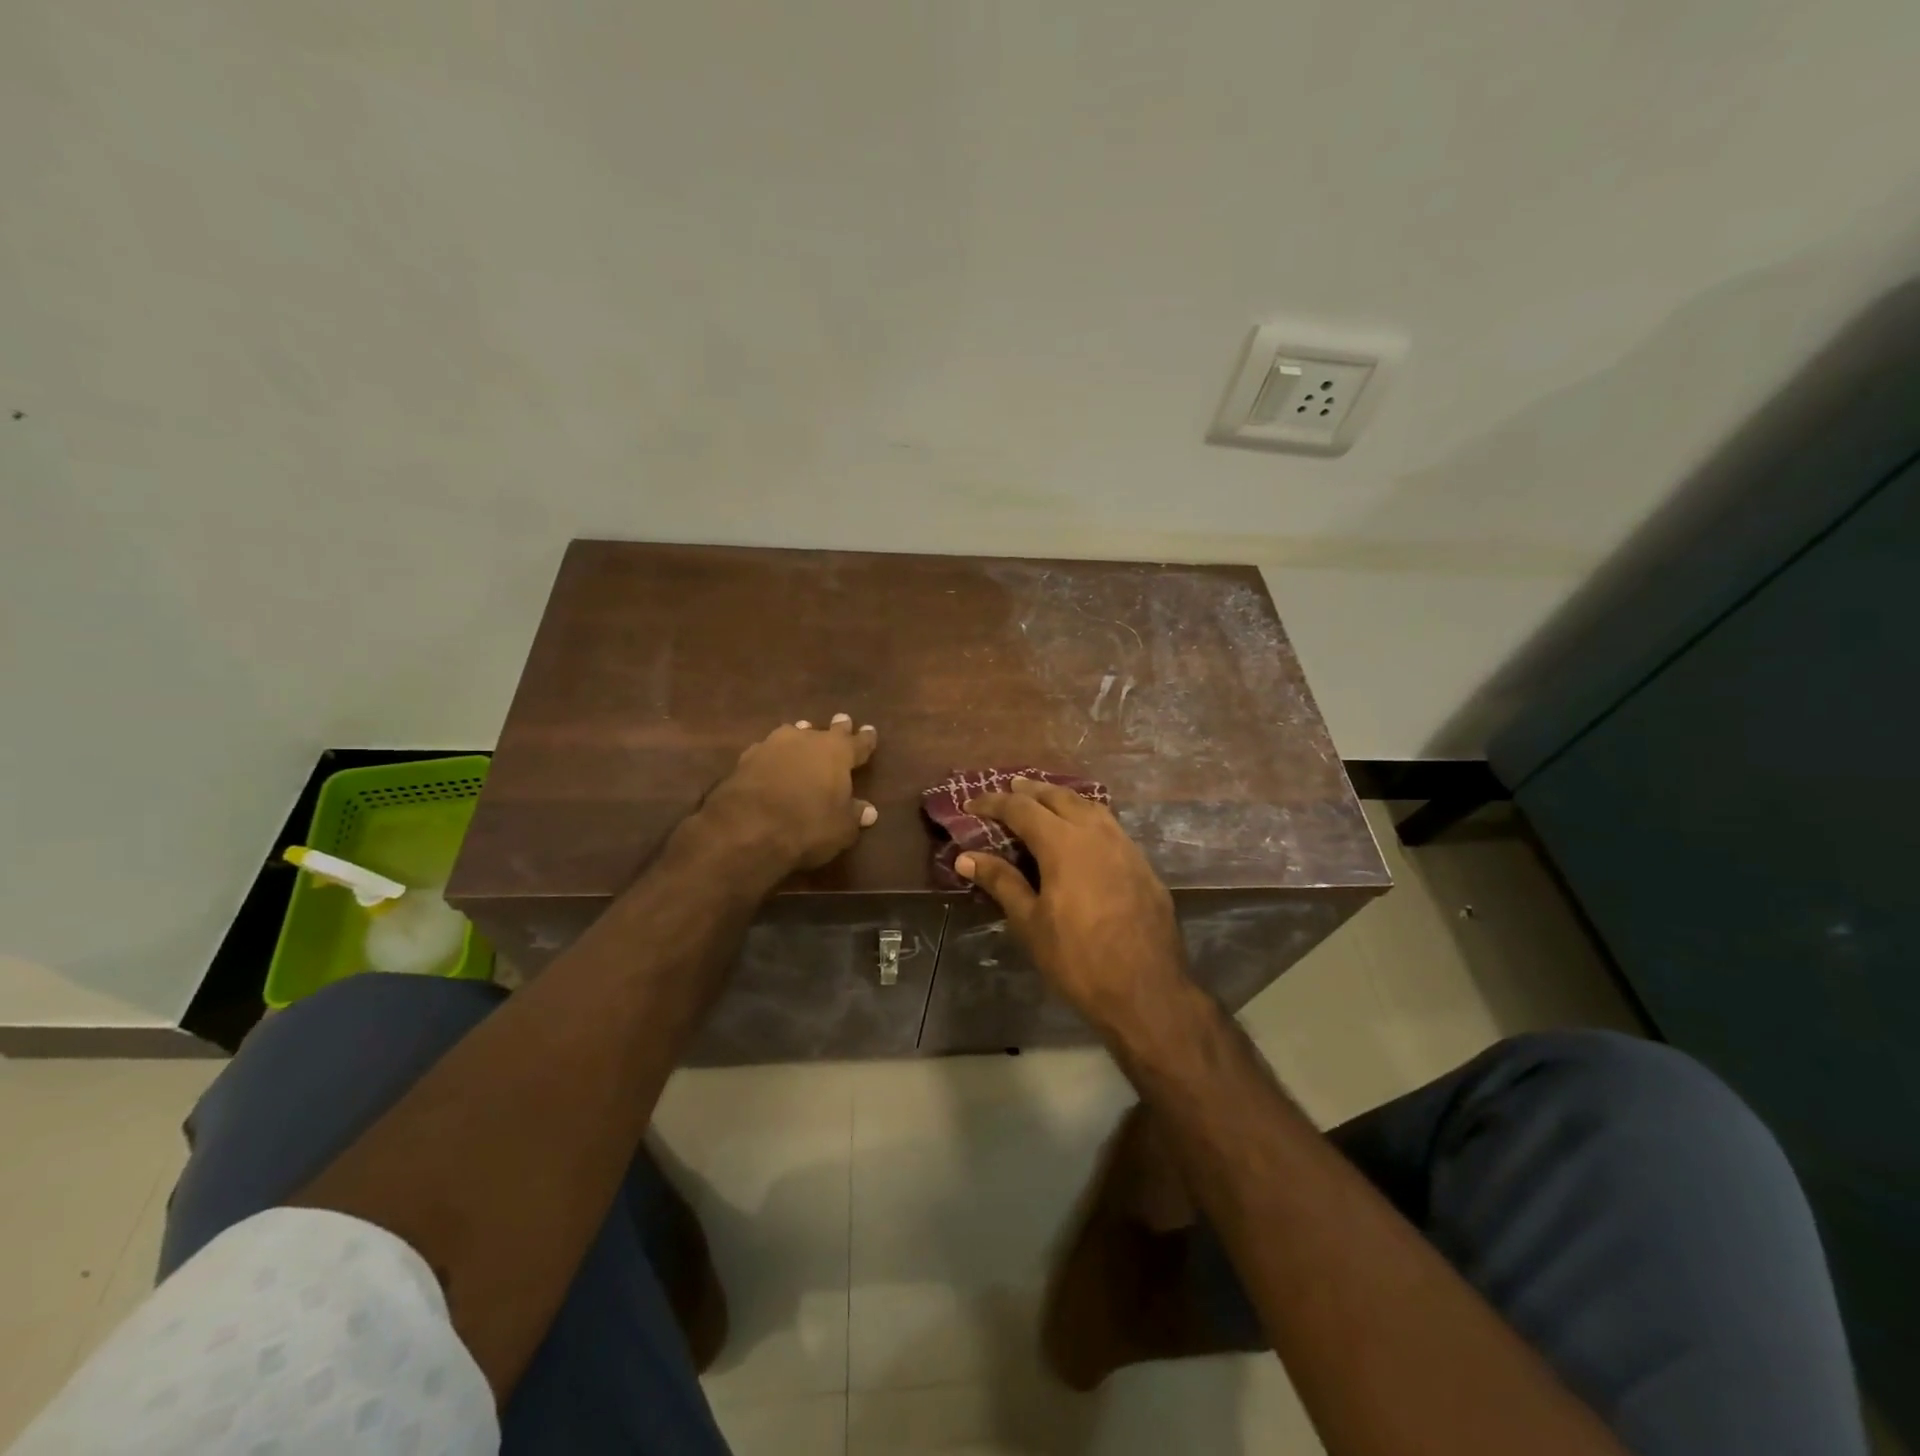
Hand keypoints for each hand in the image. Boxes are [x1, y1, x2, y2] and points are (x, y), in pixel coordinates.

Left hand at [700, 714, 879, 873]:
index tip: (870, 731)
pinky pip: (767, 751)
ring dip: (801, 736)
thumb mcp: (841, 828)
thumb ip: (855, 815)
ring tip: (803, 732)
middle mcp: (807, 740)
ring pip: (794, 734)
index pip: (858, 742)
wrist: (747, 827)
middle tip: (842, 720)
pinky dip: (774, 756)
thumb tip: (868, 810)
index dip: (866, 739)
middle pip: (826, 731)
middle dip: (837, 728)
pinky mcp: (746, 758)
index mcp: (838, 752)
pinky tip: (771, 761)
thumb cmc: (807, 825)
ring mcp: (774, 745)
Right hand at [957, 778, 1188, 1027]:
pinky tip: (1083, 834)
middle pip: (1059, 798)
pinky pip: (1111, 827)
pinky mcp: (1143, 865)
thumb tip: (966, 857)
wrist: (1146, 990)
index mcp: (1063, 843)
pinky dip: (1089, 818)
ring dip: (1063, 799)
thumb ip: (1001, 882)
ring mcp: (1125, 847)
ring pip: (1091, 807)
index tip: (971, 802)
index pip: (1021, 809)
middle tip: (1010, 788)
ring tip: (1046, 800)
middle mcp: (1096, 833)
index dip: (994, 802)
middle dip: (1031, 791)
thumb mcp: (1030, 923)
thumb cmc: (1078, 959)